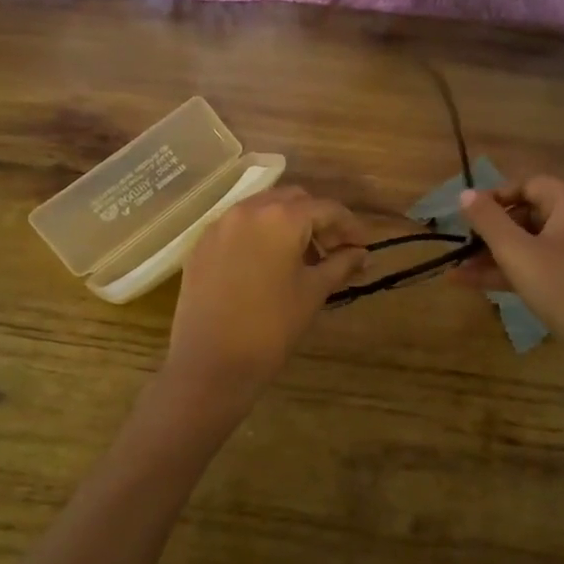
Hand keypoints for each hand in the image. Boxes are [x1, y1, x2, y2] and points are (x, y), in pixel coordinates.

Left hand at [165, 187, 367, 401]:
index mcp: (281, 217)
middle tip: (333, 251)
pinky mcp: (201, 245)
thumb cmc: (272, 327)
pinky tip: (268, 265)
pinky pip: (238, 226)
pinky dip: (259, 234)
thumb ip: (340, 265)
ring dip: (287, 224)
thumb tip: (362, 254)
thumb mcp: (313, 293)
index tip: (363, 246)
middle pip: (293, 200)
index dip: (350, 226)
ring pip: (263, 209)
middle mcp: (248, 209)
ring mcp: (219, 225)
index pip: (326, 208)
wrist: (211, 363)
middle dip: (317, 220)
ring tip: (302, 259)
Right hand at [452, 176, 563, 370]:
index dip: (498, 195)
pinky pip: (537, 267)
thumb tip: (465, 194)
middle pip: (528, 215)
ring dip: (493, 256)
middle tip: (463, 244)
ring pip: (529, 245)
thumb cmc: (561, 286)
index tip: (470, 213)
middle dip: (491, 231)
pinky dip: (509, 272)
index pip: (530, 184)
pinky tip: (471, 284)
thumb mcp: (516, 252)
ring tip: (457, 270)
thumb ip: (488, 221)